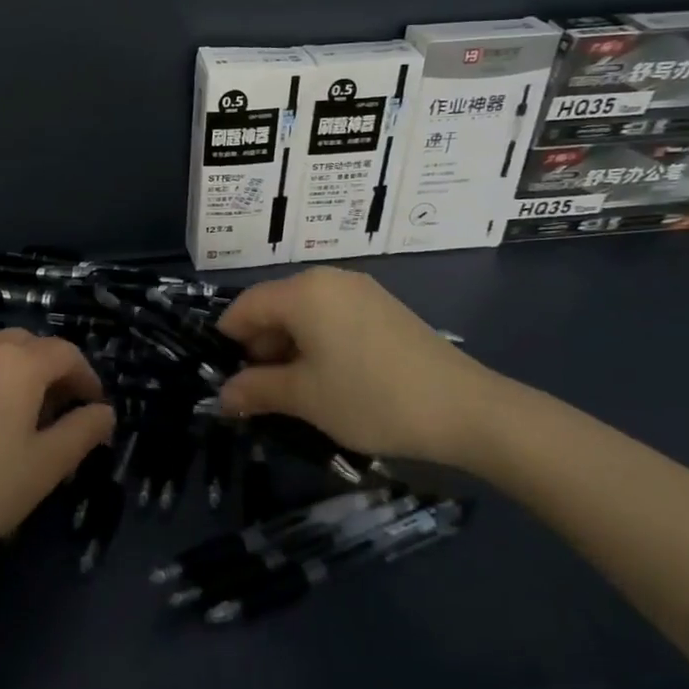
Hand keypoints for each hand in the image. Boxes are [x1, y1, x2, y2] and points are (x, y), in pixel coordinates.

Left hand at [0, 330, 115, 571]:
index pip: (66, 353)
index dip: (88, 377)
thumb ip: (82, 432)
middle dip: (56, 369)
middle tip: (66, 409)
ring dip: (25, 372)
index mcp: (19, 363)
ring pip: (1, 351)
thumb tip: (105, 412)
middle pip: (32, 344)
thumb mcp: (46, 465)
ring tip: (31, 416)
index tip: (95, 409)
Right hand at [216, 267, 512, 467]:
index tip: (225, 378)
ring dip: (289, 348)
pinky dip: (318, 342)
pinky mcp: (383, 307)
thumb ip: (256, 390)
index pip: (245, 307)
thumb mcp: (304, 398)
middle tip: (261, 392)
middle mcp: (328, 279)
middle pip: (274, 307)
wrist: (465, 409)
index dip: (228, 341)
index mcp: (303, 291)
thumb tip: (223, 396)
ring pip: (304, 313)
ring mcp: (360, 291)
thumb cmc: (370, 397)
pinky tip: (329, 378)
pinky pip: (333, 317)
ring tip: (296, 390)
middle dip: (259, 347)